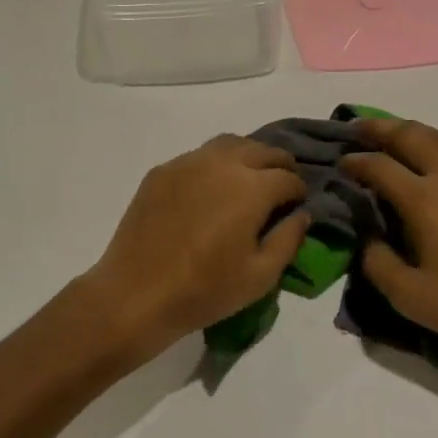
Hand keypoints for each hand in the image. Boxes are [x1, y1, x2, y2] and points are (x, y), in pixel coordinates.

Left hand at [83, 135, 309, 363]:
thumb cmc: (205, 290)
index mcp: (252, 187)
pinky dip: (215, 163)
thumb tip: (301, 214)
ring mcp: (188, 162)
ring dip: (248, 155)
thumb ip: (289, 239)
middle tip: (281, 185)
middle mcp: (223, 163)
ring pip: (229, 143)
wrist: (136, 293)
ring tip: (250, 177)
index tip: (298, 205)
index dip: (299, 190)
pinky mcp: (163, 170)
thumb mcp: (260, 276)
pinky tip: (211, 187)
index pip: (288, 177)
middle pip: (262, 150)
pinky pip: (198, 155)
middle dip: (279, 164)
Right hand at [342, 120, 437, 383]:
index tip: (340, 163)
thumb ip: (378, 263)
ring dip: (410, 131)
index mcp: (424, 199)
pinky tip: (437, 157)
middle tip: (358, 128)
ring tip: (393, 136)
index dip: (356, 161)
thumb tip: (367, 237)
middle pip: (410, 135)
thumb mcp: (411, 297)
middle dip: (380, 128)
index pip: (380, 166)